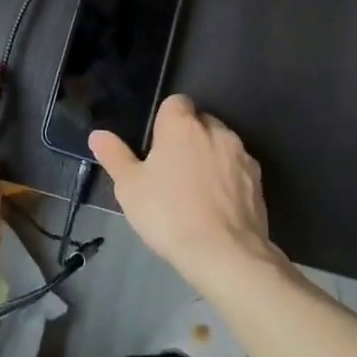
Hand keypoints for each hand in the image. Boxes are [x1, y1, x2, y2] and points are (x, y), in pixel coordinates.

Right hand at [89, 95, 274, 287]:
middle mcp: (215, 130)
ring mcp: (241, 155)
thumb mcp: (130, 187)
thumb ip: (114, 156)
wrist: (226, 255)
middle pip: (200, 122)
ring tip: (195, 190)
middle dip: (189, 137)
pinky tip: (217, 205)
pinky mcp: (258, 181)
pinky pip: (238, 169)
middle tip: (171, 169)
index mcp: (182, 125)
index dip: (166, 119)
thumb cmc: (169, 214)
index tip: (157, 145)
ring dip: (210, 157)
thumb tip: (97, 134)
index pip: (176, 102)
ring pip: (221, 145)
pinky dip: (228, 179)